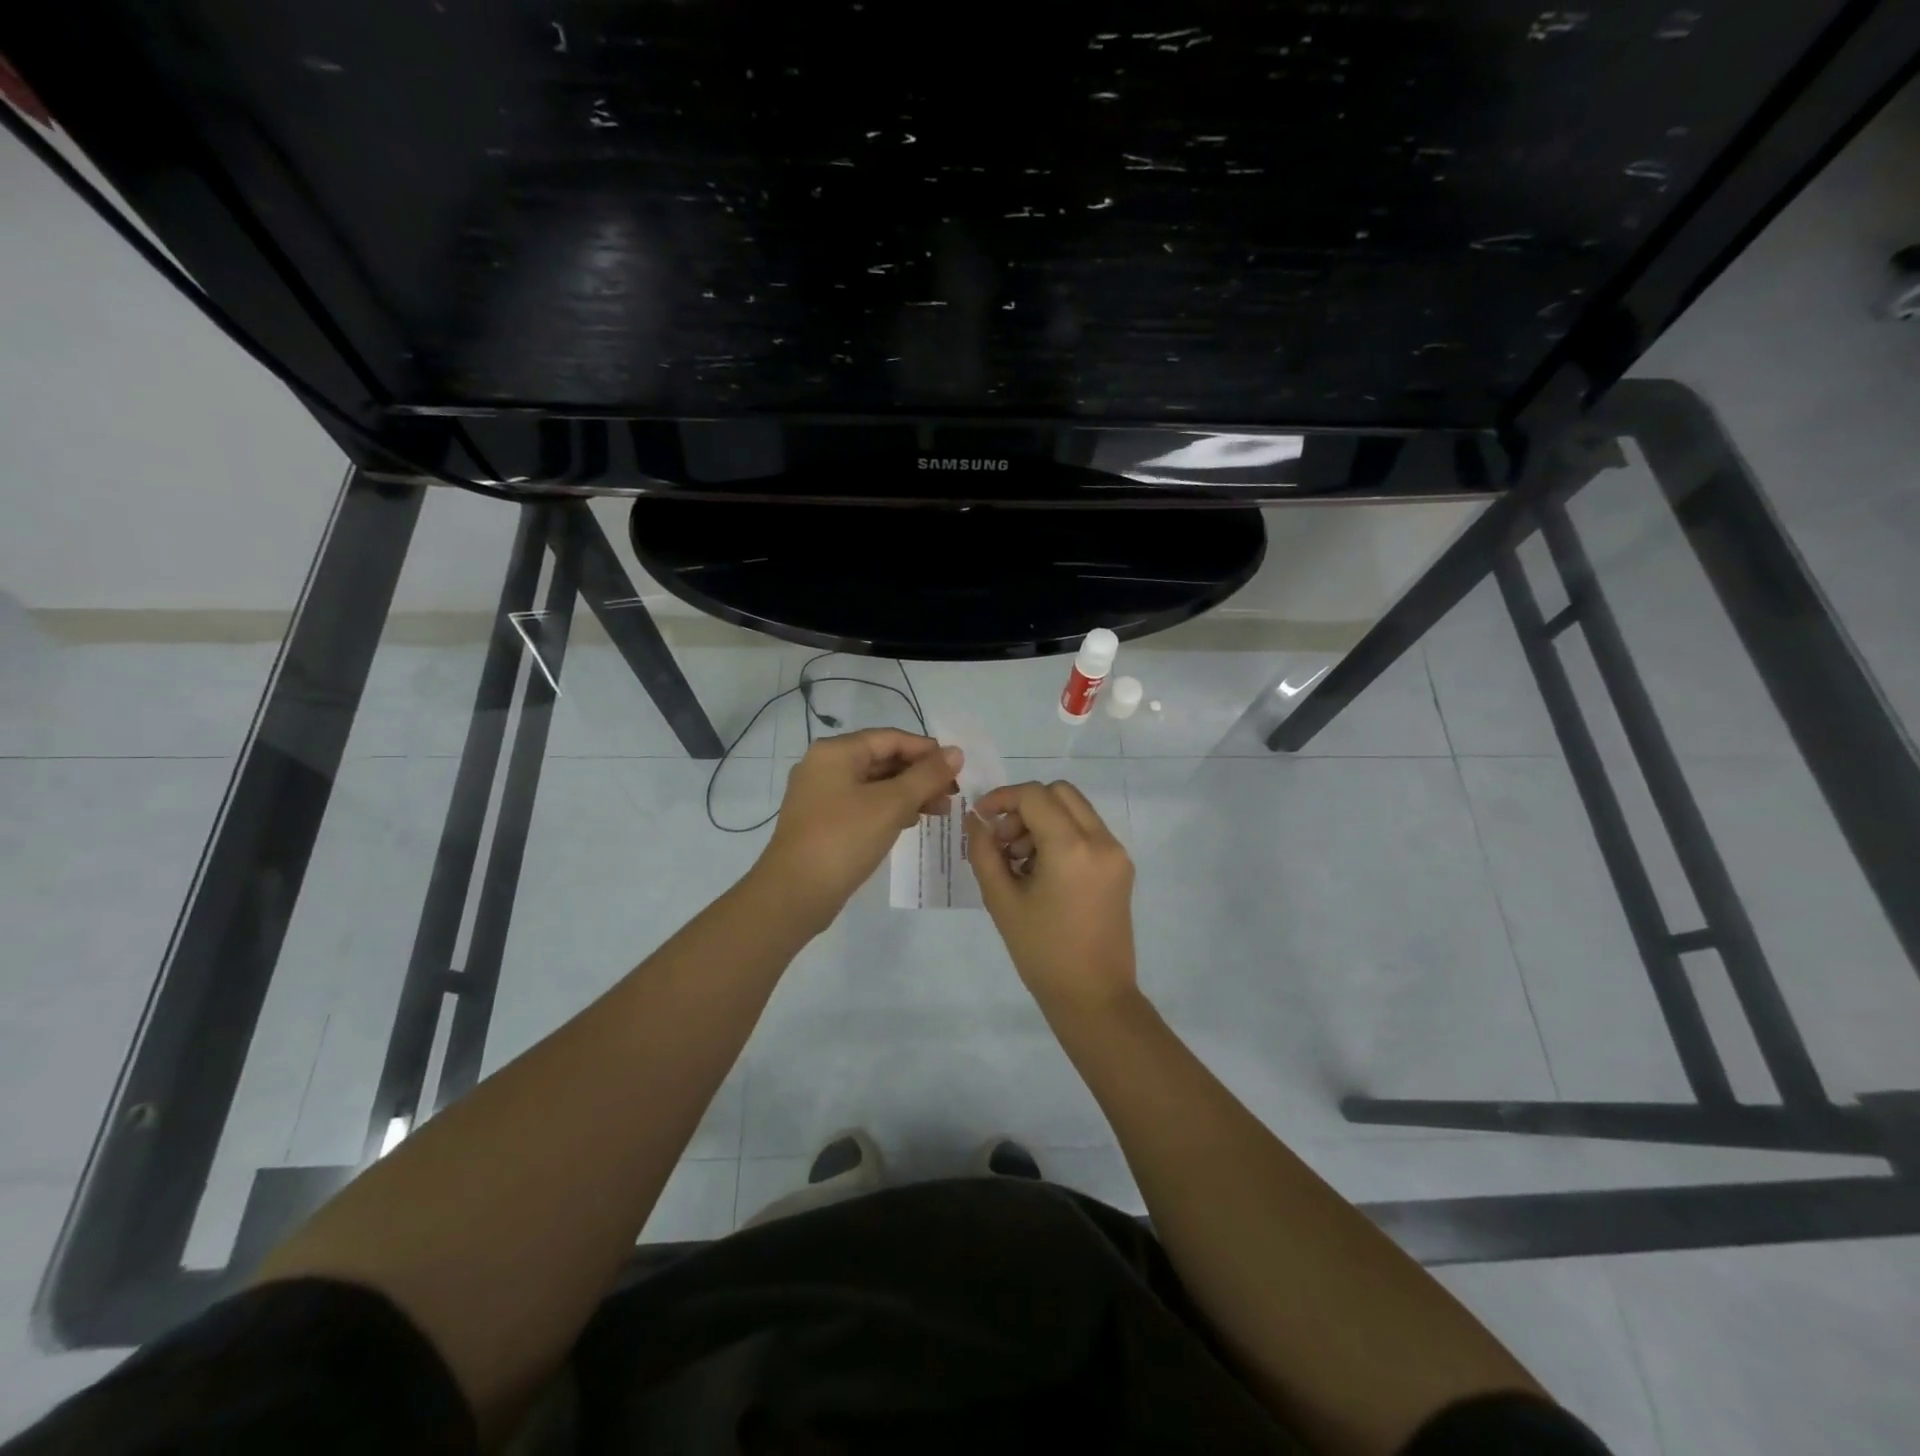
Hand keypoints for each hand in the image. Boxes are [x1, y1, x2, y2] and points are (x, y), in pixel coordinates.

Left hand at [756, 729, 961, 932]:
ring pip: (874, 784)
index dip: (927, 750)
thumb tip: (957, 752)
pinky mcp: (823, 821)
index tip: (957, 769)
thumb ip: (926, 776)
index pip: (891, 738)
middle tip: (952, 794)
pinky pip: (863, 804)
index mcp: (836, 752)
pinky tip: (911, 822)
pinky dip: (889, 809)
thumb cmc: (844, 839)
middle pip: (882, 759)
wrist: (794, 894)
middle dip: (920, 775)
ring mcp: (821, 795)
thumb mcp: (891, 804)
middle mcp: (825, 766)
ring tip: (940, 811)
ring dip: (908, 793)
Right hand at [966, 780, 1137, 1016]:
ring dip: (1043, 821)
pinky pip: (1088, 832)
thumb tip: (975, 821)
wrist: (1093, 996)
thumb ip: (984, 852)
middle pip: (1059, 793)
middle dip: (1025, 807)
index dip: (1002, 798)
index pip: (1034, 796)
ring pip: (1075, 810)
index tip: (980, 819)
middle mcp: (1101, 841)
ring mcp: (1116, 853)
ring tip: (1019, 862)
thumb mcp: (1001, 901)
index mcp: (1072, 847)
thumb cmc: (1042, 952)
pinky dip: (1062, 836)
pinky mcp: (1121, 868)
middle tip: (1003, 841)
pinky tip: (1041, 872)